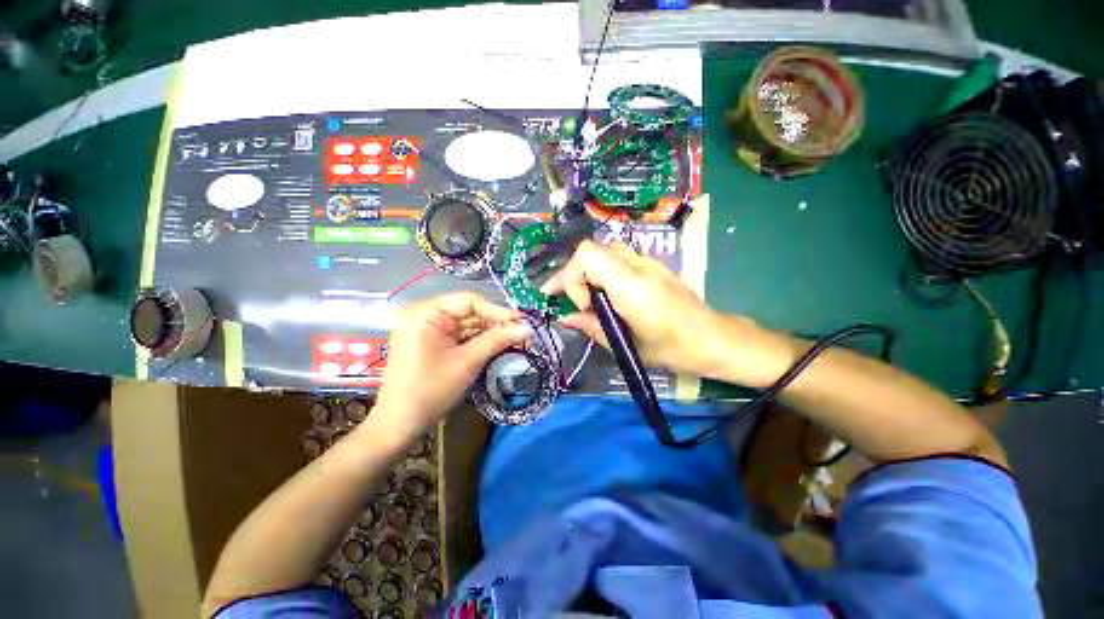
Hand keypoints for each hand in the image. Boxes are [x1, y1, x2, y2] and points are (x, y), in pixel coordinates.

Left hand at [372, 292, 531, 441]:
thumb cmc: (430, 391)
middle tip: (523, 333)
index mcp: (425, 313)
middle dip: (496, 323)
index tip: (522, 322)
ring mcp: (428, 328)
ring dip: (491, 332)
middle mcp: (425, 314)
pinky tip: (498, 345)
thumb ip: (498, 340)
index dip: (498, 311)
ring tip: (516, 340)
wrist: (399, 425)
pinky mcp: (432, 341)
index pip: (469, 301)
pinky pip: (461, 335)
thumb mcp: (467, 362)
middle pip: (470, 311)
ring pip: (468, 324)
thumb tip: (528, 328)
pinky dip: (479, 340)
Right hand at [541, 241, 794, 386]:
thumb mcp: (625, 344)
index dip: (572, 277)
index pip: (586, 256)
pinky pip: (617, 259)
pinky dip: (602, 272)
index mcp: (631, 284)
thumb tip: (565, 317)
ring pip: (603, 252)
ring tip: (586, 298)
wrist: (712, 339)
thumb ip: (590, 327)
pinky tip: (606, 294)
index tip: (581, 306)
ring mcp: (647, 261)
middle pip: (590, 250)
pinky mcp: (652, 265)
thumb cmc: (671, 348)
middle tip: (570, 300)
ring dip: (587, 272)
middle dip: (574, 274)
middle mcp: (638, 264)